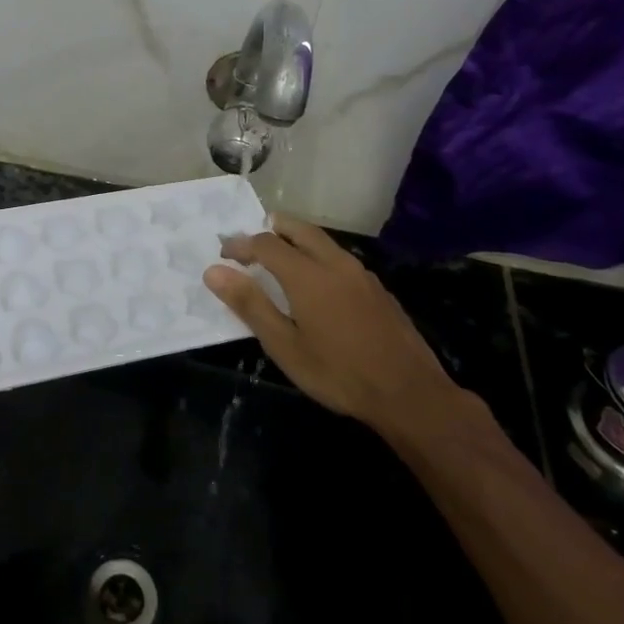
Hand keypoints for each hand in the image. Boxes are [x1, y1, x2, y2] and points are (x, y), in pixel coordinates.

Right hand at [205, 216, 472, 449]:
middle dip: (271, 229)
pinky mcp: (377, 288)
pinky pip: (339, 257)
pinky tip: (316, 283)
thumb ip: (250, 304)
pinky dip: (317, 256)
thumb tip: (214, 271)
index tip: (224, 256)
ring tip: (279, 259)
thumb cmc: (338, 373)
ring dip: (296, 240)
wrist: (410, 393)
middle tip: (251, 244)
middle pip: (298, 229)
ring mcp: (361, 274)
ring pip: (322, 241)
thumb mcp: (285, 346)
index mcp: (307, 275)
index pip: (266, 243)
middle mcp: (334, 263)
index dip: (241, 244)